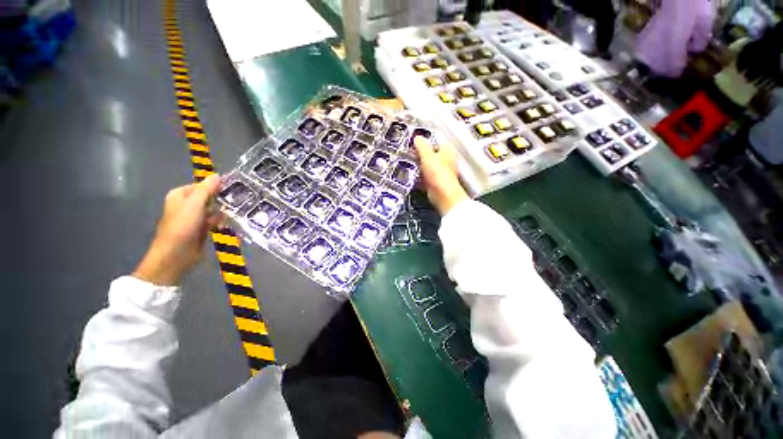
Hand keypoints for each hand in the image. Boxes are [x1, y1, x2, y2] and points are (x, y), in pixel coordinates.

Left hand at [133, 175, 223, 285]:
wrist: (176, 255)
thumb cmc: (182, 227)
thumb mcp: (195, 205)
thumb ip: (206, 190)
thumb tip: (217, 175)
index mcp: (180, 196)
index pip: (201, 186)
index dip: (215, 187)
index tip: (231, 189)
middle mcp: (186, 205)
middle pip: (208, 197)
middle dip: (220, 200)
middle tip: (235, 201)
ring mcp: (194, 218)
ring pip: (213, 209)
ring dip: (222, 211)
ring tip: (234, 213)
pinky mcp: (201, 229)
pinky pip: (214, 221)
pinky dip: (220, 221)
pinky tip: (227, 224)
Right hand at [413, 136, 469, 215]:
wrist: (442, 194)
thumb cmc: (438, 173)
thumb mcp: (427, 155)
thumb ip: (421, 145)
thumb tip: (417, 138)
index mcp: (447, 150)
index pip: (436, 141)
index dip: (426, 140)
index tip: (415, 142)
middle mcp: (445, 160)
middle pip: (431, 154)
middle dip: (420, 154)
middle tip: (410, 153)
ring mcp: (440, 172)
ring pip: (427, 166)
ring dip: (419, 165)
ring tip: (409, 163)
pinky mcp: (435, 183)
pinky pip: (425, 177)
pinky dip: (419, 177)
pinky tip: (412, 176)